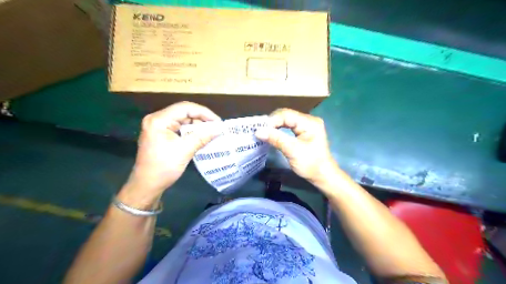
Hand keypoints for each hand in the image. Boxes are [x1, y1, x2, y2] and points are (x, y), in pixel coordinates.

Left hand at [120, 101, 221, 206]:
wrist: (147, 185)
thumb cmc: (163, 168)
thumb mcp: (184, 151)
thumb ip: (202, 137)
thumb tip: (220, 128)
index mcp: (158, 120)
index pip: (185, 108)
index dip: (204, 112)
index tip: (218, 122)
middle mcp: (157, 119)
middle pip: (184, 112)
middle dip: (201, 119)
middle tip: (216, 128)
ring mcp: (158, 126)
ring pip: (183, 120)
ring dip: (197, 125)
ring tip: (210, 133)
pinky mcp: (161, 134)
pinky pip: (179, 127)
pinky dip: (191, 131)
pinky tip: (201, 136)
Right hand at [255, 108, 336, 184]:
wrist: (323, 176)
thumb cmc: (310, 164)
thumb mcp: (292, 151)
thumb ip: (276, 139)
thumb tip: (257, 131)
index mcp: (309, 122)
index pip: (286, 114)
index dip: (271, 121)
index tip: (259, 130)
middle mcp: (309, 120)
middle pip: (286, 115)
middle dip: (272, 122)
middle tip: (260, 131)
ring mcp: (308, 125)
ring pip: (287, 120)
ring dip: (275, 126)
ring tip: (264, 132)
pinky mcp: (305, 131)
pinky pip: (289, 126)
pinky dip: (280, 129)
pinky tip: (273, 134)